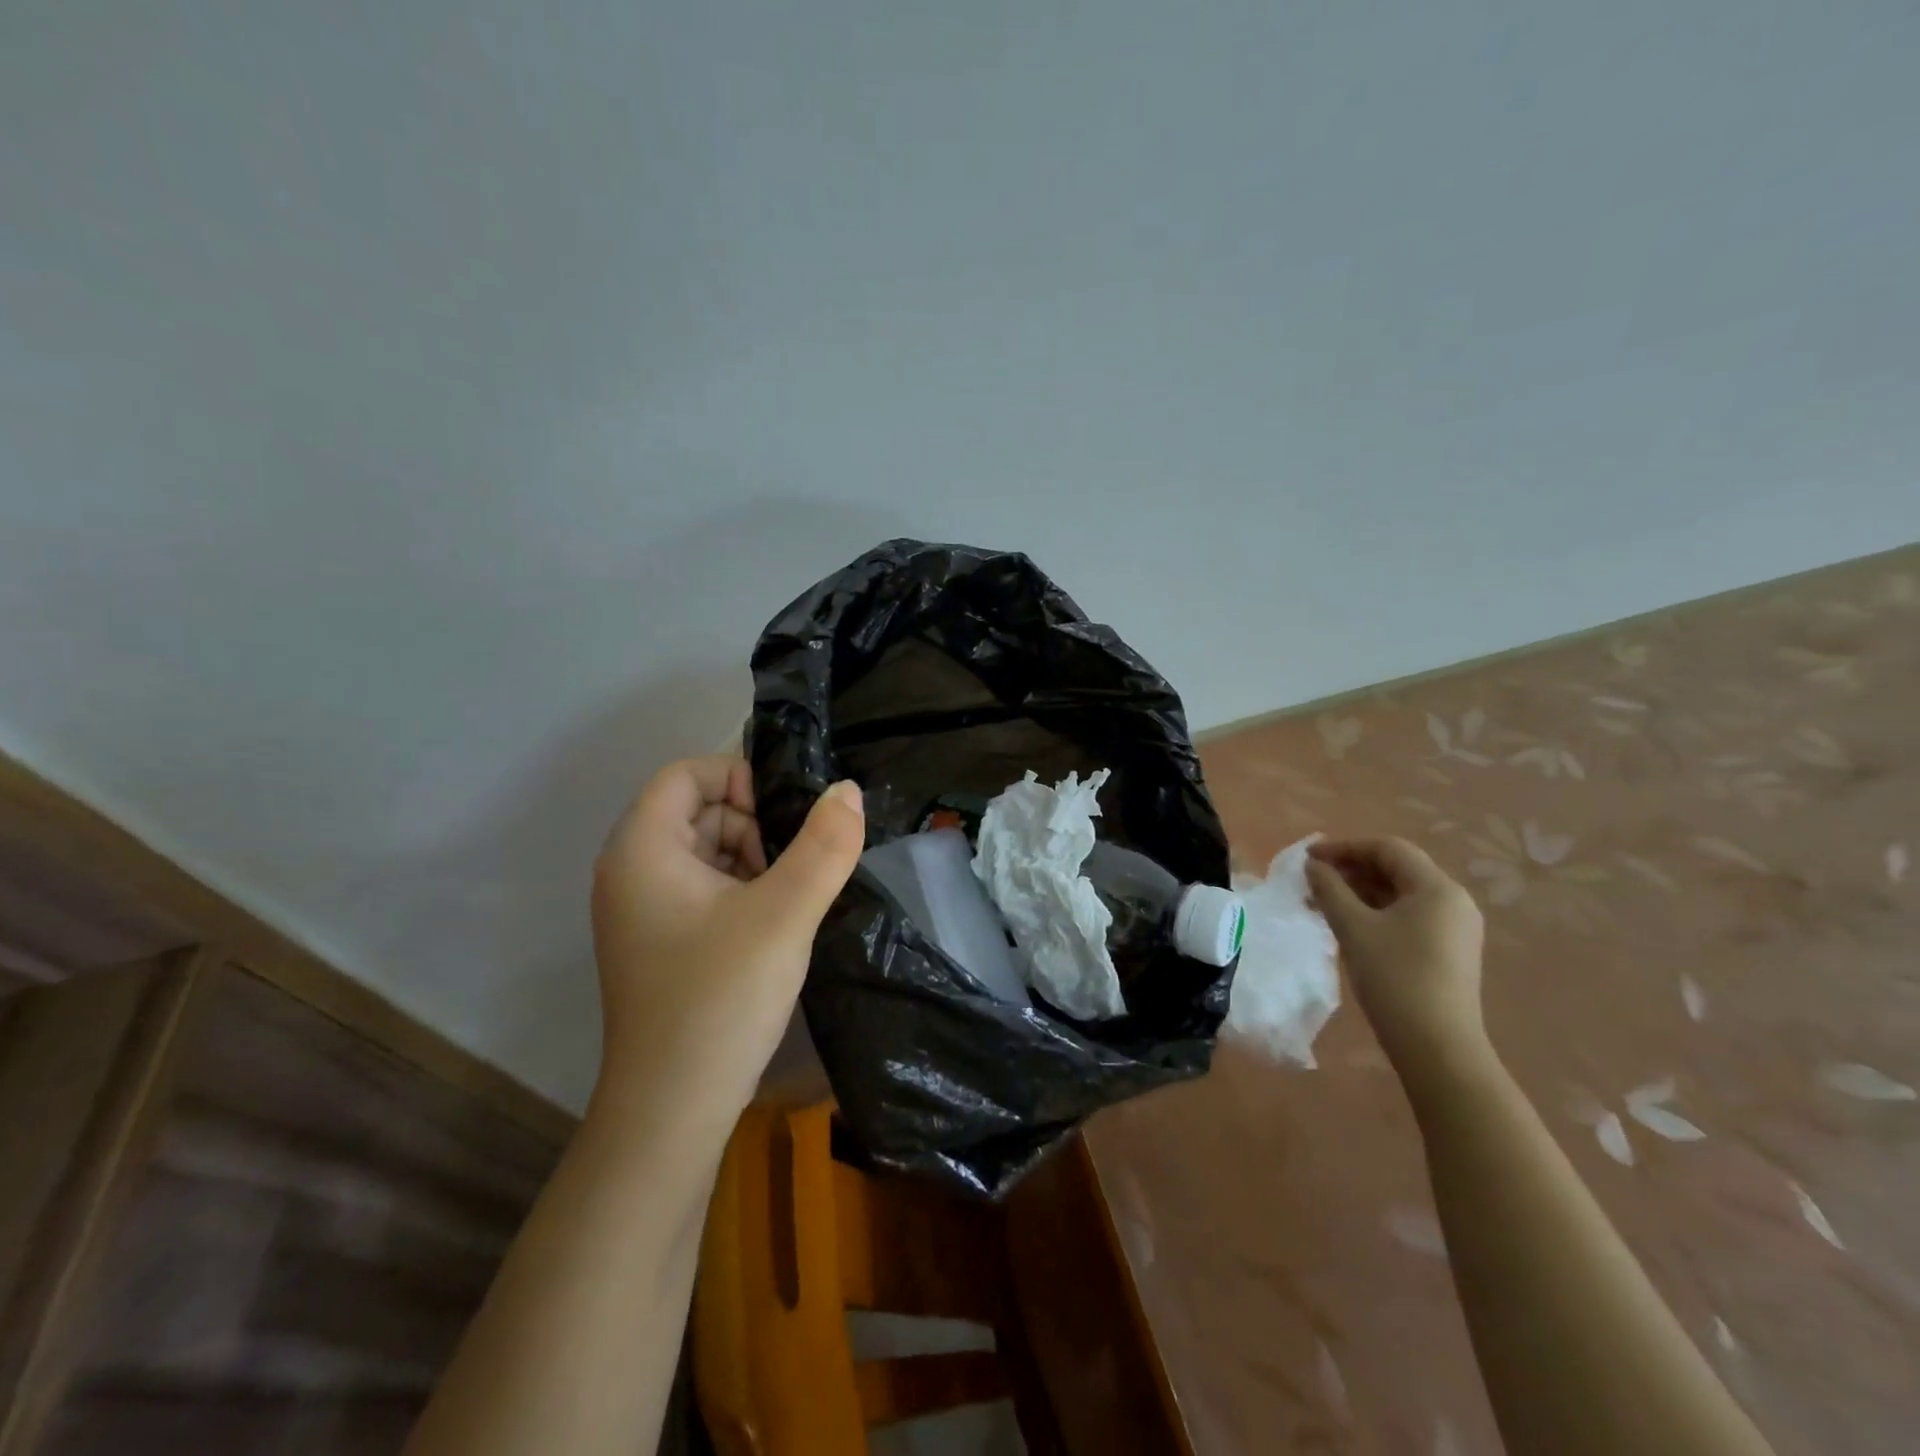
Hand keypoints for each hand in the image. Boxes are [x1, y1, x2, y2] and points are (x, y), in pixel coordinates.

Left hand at [590, 756, 864, 1128]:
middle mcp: (631, 871)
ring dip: (754, 859)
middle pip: (698, 810)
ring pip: (706, 850)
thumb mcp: (784, 915)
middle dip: (753, 824)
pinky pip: (705, 888)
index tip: (786, 818)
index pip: (686, 773)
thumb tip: (847, 790)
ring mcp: (643, 910)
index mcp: (642, 849)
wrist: (672, 1111)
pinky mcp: (661, 941)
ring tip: (789, 900)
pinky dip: (742, 890)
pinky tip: (774, 925)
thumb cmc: (720, 999)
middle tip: (794, 868)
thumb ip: (824, 846)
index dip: (739, 777)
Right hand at [1305, 837, 1488, 1079]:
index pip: (1387, 848)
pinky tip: (1348, 924)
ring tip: (1322, 902)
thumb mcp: (1353, 928)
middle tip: (1312, 880)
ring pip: (1400, 894)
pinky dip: (1375, 911)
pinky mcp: (1449, 951)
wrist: (1437, 1047)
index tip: (1308, 858)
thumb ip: (1329, 889)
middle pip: (1396, 869)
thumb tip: (1313, 866)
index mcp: (1437, 888)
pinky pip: (1408, 916)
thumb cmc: (1394, 978)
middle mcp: (1453, 901)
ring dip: (1359, 891)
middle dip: (1350, 869)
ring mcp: (1455, 928)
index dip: (1344, 847)